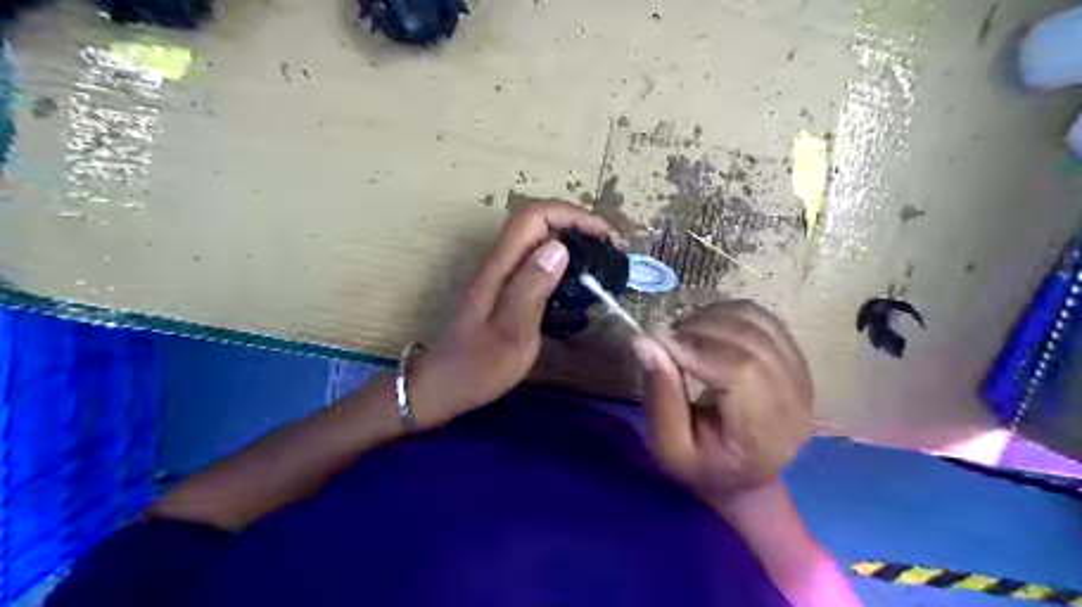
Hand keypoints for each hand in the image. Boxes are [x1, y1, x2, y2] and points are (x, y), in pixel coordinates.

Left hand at [408, 202, 611, 427]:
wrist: (442, 386)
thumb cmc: (478, 367)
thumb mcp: (511, 333)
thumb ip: (531, 289)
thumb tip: (559, 247)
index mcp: (500, 268)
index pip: (534, 217)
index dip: (572, 215)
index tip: (605, 235)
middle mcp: (498, 263)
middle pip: (536, 222)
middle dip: (575, 223)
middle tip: (608, 248)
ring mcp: (499, 276)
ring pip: (536, 240)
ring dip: (570, 240)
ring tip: (599, 260)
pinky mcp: (503, 290)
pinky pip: (535, 262)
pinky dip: (560, 261)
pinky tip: (575, 283)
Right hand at [637, 300, 811, 500]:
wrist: (742, 475)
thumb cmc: (701, 465)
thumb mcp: (668, 446)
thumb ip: (659, 396)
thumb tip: (644, 340)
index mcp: (765, 436)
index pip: (741, 372)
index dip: (697, 347)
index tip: (659, 341)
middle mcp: (795, 403)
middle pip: (751, 342)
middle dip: (700, 329)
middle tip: (667, 338)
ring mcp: (802, 377)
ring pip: (757, 323)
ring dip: (713, 317)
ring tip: (684, 335)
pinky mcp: (797, 359)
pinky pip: (763, 318)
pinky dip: (728, 313)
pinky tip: (706, 329)